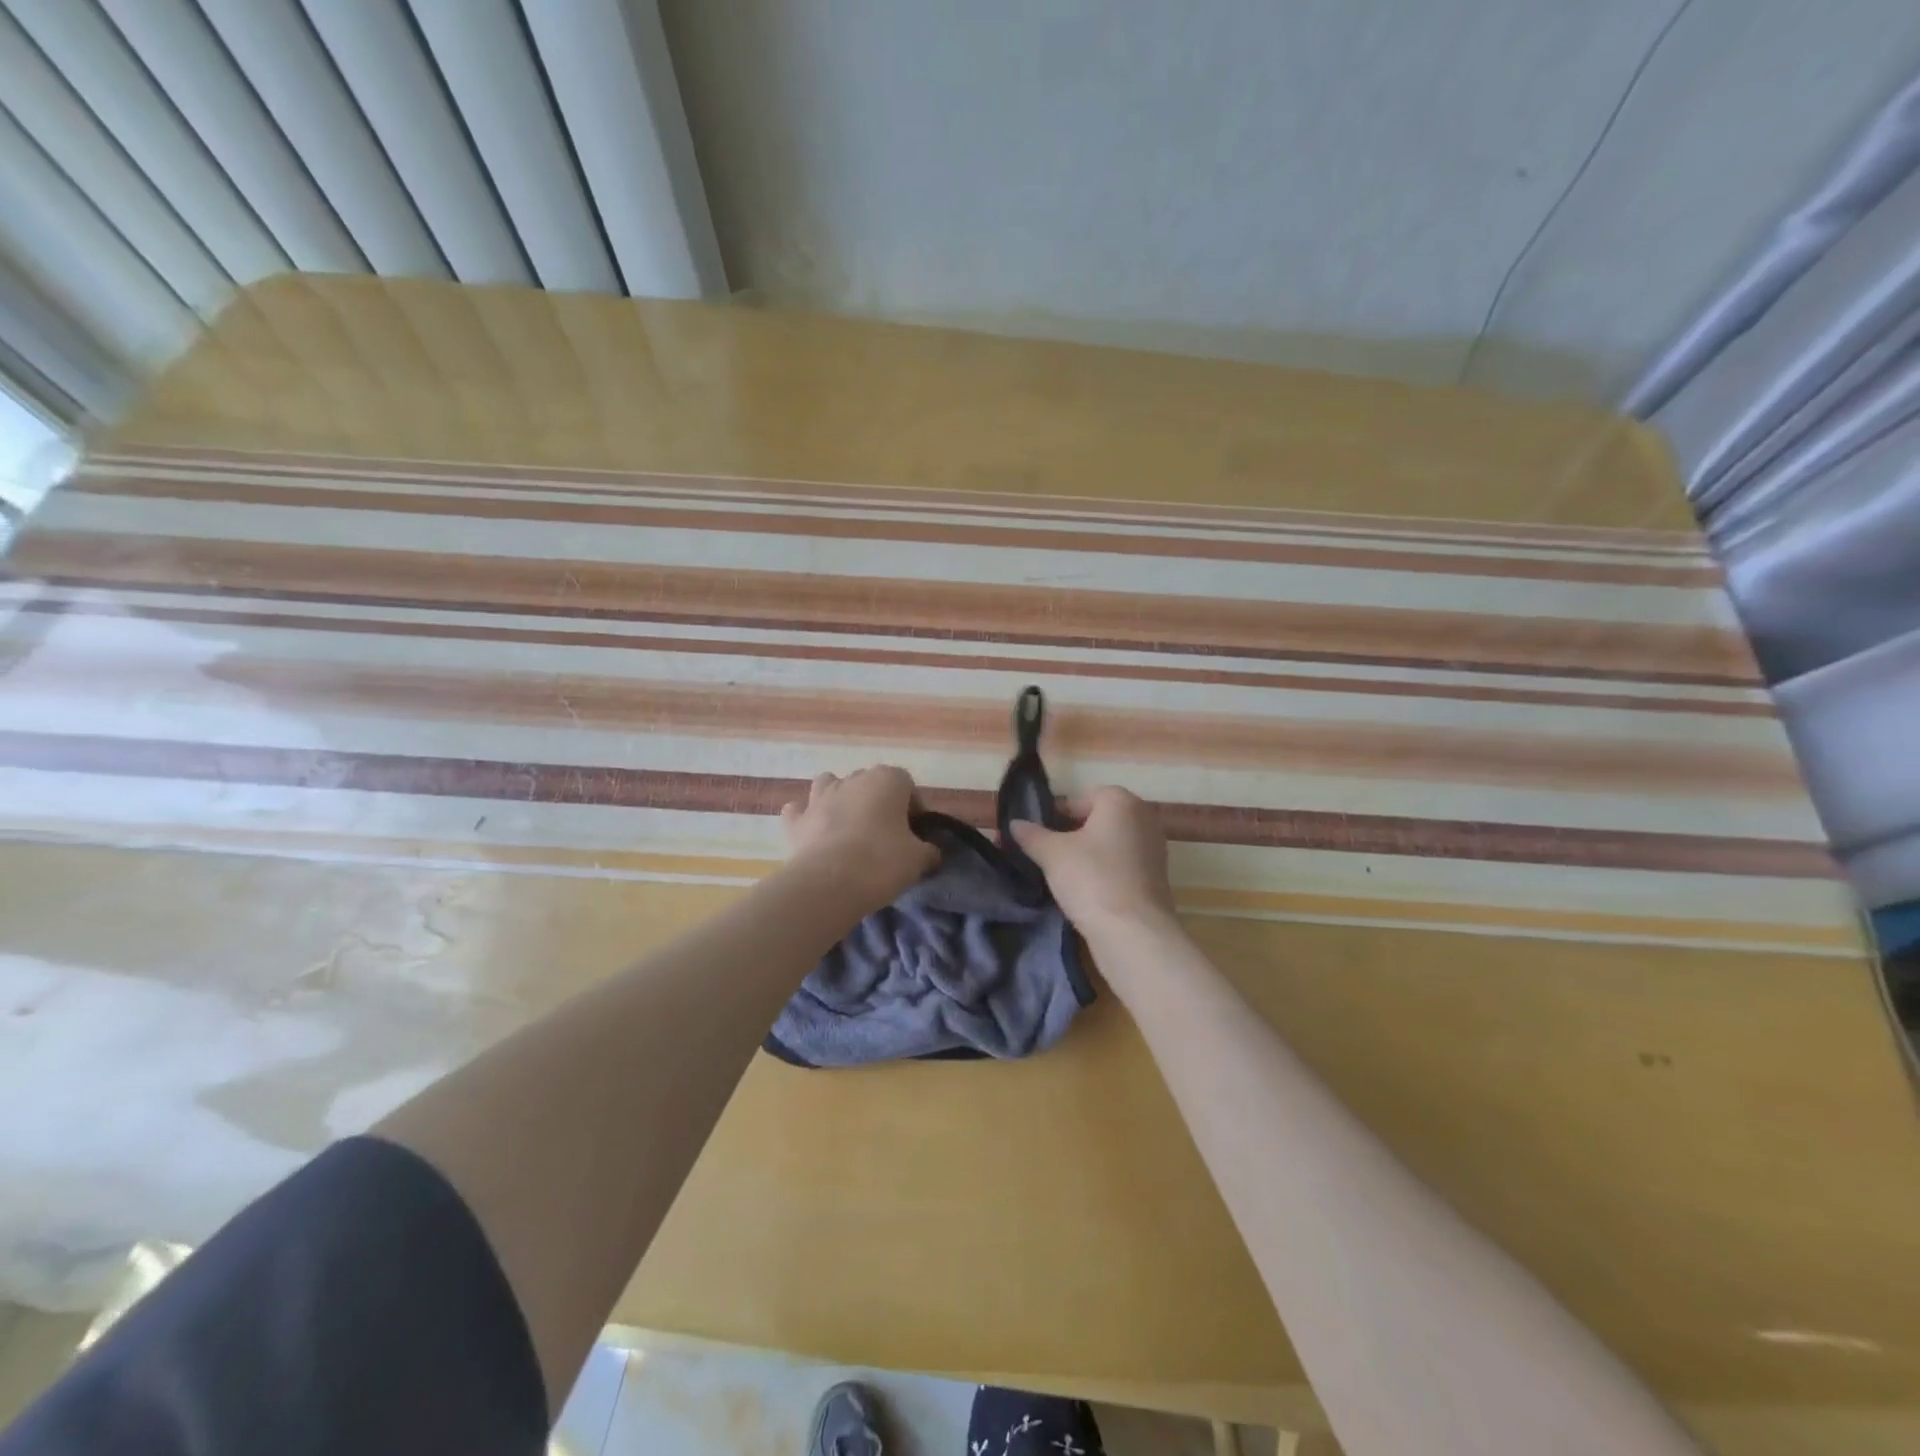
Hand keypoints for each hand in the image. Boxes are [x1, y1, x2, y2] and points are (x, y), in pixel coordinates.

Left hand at [780, 766, 939, 912]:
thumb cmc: (882, 862)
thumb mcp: (918, 859)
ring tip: (848, 827)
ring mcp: (819, 797)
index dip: (913, 807)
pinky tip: (811, 832)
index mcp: (887, 780)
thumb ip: (928, 850)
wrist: (829, 883)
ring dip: (839, 799)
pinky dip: (804, 818)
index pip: (907, 784)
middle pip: (869, 782)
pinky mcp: (796, 820)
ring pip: (830, 785)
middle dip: (877, 802)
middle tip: (886, 834)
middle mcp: (852, 779)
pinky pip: (799, 811)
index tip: (915, 832)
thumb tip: (931, 852)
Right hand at [1009, 786, 1176, 941]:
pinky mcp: (1157, 877)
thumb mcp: (1051, 854)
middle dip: (1071, 835)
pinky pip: (1122, 866)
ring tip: (1061, 876)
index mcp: (1121, 800)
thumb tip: (1015, 824)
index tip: (1036, 837)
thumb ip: (1031, 835)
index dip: (1054, 816)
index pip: (1079, 800)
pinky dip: (1104, 873)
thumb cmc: (1092, 879)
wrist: (1134, 932)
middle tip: (1045, 856)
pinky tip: (1085, 892)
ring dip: (1087, 856)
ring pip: (1109, 844)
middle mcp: (1143, 817)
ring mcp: (1154, 848)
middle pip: (1097, 820)